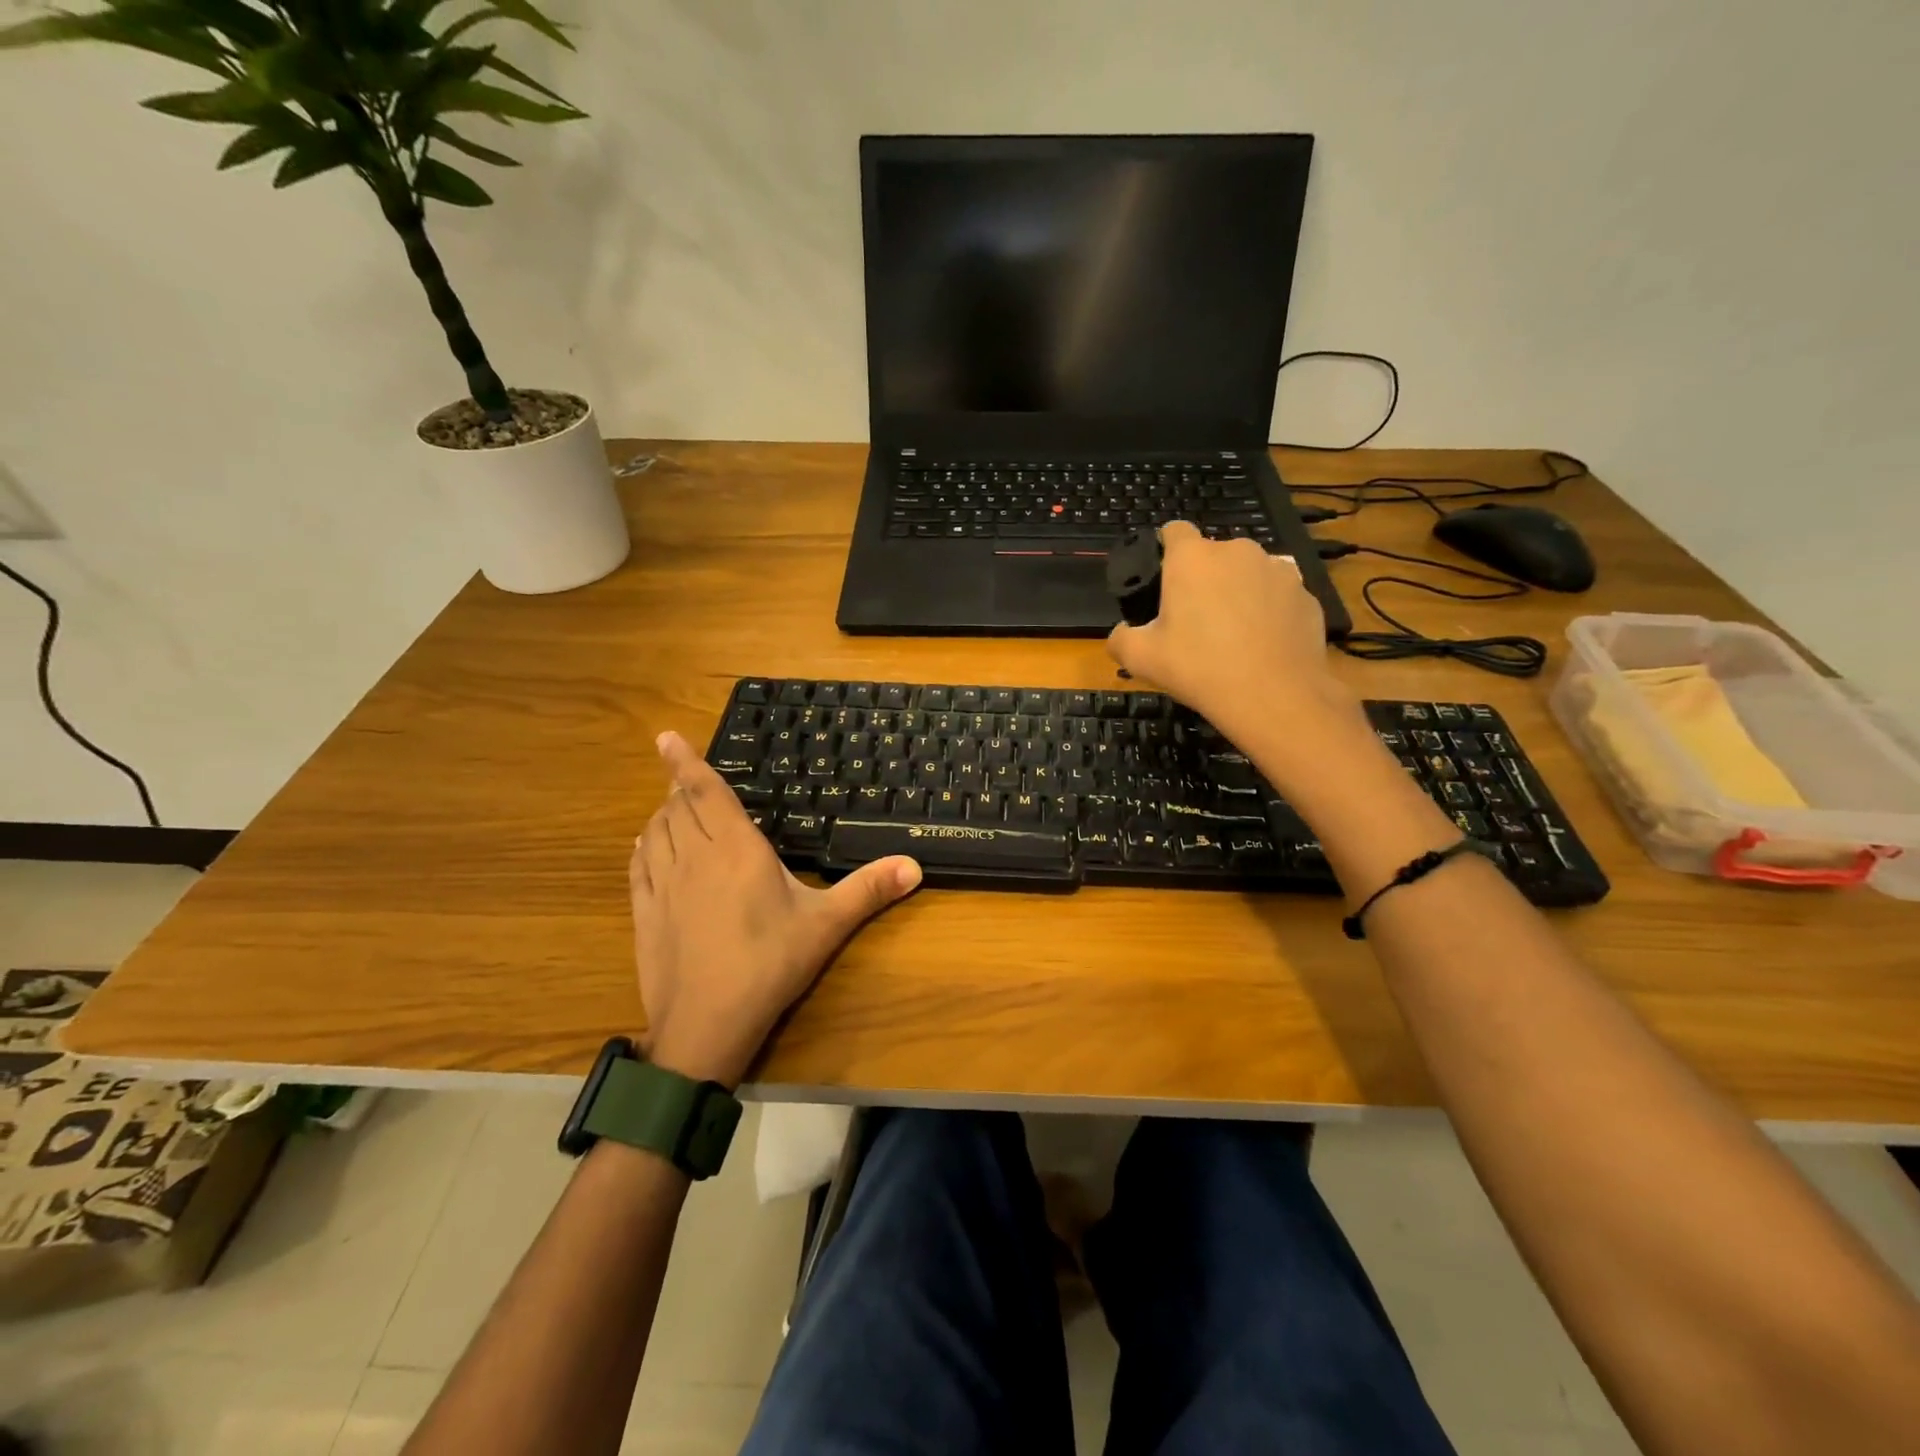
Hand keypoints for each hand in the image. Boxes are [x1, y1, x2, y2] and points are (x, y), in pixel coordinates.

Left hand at [630, 732, 921, 1086]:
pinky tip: (646, 846)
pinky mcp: (644, 912)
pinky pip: (637, 865)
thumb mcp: (826, 925)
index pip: (706, 792)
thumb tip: (916, 865)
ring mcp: (663, 885)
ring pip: (655, 831)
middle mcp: (694, 857)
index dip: (686, 762)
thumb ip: (869, 890)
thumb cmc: (769, 964)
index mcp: (736, 850)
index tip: (666, 737)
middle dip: (681, 787)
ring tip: (673, 807)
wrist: (706, 1024)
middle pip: (678, 807)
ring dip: (662, 813)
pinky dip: (643, 845)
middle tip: (688, 778)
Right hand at [1106, 522, 1365, 776]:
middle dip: (1202, 579)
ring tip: (1232, 634)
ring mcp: (1277, 569)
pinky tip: (1262, 644)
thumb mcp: (1141, 659)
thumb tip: (1121, 633)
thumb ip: (1120, 639)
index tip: (1162, 579)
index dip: (1165, 550)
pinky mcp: (1305, 593)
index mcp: (1192, 558)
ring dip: (1237, 592)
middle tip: (1193, 621)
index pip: (1174, 530)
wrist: (1275, 696)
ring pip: (1247, 573)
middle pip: (1212, 555)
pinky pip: (1277, 595)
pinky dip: (1268, 611)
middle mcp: (1237, 551)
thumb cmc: (1199, 668)